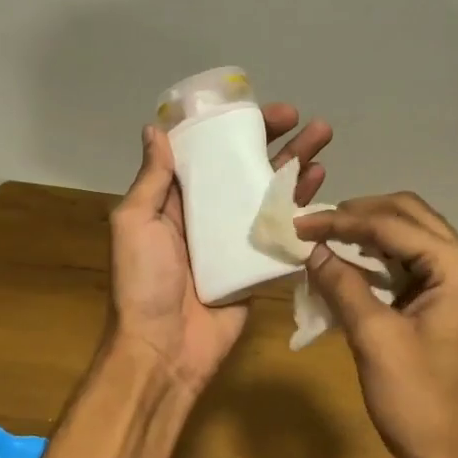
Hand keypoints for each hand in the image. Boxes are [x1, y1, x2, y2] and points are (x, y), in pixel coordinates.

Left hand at [108, 104, 331, 392]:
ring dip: (295, 165)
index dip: (232, 127)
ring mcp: (236, 240)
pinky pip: (282, 231)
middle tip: (304, 119)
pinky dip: (301, 207)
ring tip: (323, 138)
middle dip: (275, 141)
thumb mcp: (135, 222)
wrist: (164, 349)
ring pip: (269, 193)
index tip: (258, 108)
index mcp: (176, 200)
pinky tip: (320, 184)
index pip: (208, 153)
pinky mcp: (258, 265)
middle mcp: (209, 214)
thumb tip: (155, 129)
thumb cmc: (144, 282)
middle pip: (246, 168)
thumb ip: (152, 179)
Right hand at [294, 194, 457, 457]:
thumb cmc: (421, 403)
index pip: (392, 225)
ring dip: (371, 235)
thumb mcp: (375, 339)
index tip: (298, 224)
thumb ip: (343, 285)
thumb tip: (312, 250)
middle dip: (359, 216)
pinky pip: (417, 265)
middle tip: (314, 225)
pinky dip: (383, 261)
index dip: (341, 221)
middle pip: (409, 217)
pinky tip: (351, 266)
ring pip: (414, 238)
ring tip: (326, 239)